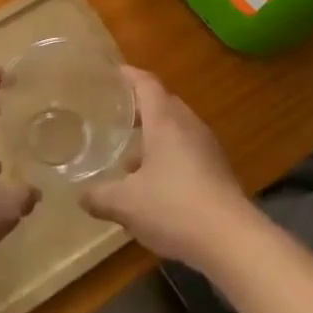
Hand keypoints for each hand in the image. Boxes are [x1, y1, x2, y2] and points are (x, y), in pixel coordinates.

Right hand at [81, 67, 255, 270]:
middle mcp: (188, 126)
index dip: (128, 75)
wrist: (231, 239)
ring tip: (128, 155)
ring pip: (176, 129)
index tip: (111, 74)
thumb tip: (81, 195)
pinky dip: (168, 155)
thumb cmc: (174, 207)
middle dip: (139, 107)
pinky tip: (153, 184)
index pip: (147, 84)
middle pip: (163, 103)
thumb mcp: (126, 204)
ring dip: (153, 135)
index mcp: (166, 121)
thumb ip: (100, 196)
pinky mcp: (217, 170)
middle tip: (114, 114)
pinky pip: (187, 150)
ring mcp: (206, 147)